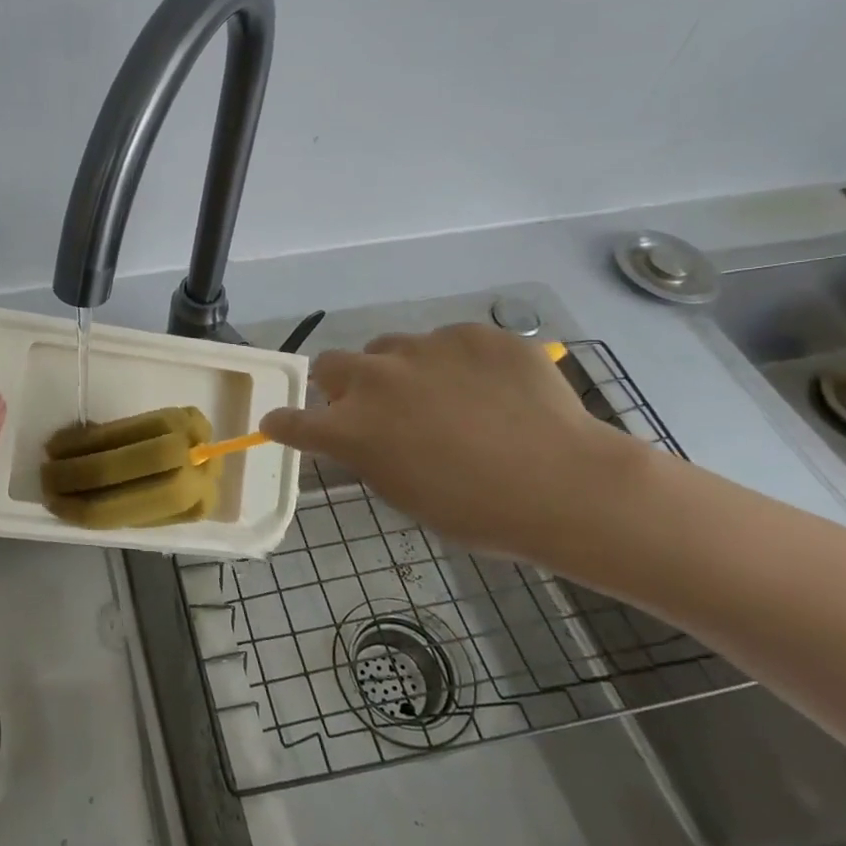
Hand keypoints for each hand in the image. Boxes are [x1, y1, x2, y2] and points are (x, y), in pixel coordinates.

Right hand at [260, 324, 645, 566]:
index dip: (284, 423)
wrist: (567, 484)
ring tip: (443, 397)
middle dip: (340, 385)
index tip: (279, 423)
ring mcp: (424, 348)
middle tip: (372, 407)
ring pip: (390, 349)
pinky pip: (448, 342)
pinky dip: (455, 363)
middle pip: (331, 365)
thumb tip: (365, 435)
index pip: (294, 421)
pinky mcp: (471, 333)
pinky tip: (491, 389)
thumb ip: (370, 455)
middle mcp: (376, 378)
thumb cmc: (479, 511)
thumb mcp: (405, 494)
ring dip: (399, 370)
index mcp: (353, 428)